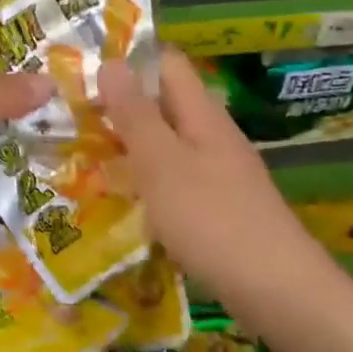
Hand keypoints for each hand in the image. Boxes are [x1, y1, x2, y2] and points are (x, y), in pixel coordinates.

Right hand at [98, 48, 334, 297]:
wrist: (280, 293)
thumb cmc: (212, 220)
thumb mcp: (161, 162)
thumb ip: (134, 113)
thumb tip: (111, 61)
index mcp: (202, 114)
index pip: (167, 63)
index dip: (129, 59)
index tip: (85, 71)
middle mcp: (213, 135)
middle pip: (165, 103)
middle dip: (121, 105)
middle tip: (72, 116)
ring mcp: (220, 172)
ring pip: (168, 142)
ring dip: (130, 144)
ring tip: (85, 155)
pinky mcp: (220, 206)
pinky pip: (176, 177)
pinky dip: (147, 179)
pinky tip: (123, 199)